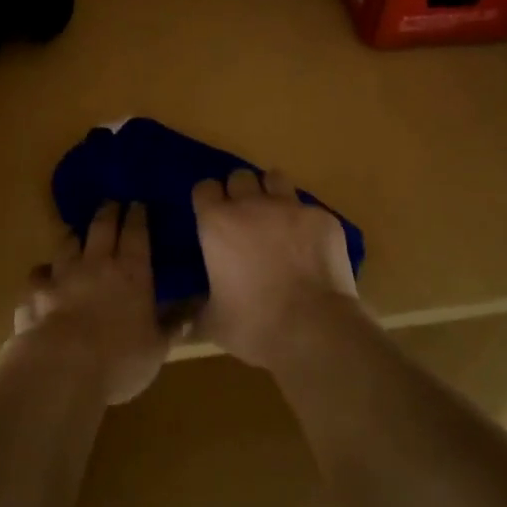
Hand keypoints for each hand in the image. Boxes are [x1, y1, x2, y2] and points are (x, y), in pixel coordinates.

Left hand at [13, 201, 166, 404]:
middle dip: (108, 211)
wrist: (62, 369)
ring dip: (74, 237)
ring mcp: (61, 276)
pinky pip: (38, 275)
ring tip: (77, 235)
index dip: (138, 215)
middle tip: (111, 202)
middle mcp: (96, 264)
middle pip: (101, 227)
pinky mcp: (34, 293)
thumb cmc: (120, 359)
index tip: (138, 203)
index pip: (137, 233)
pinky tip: (43, 278)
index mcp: (132, 272)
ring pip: (67, 244)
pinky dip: (43, 274)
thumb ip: (173, 324)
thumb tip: (195, 309)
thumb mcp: (157, 347)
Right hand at [190, 169, 361, 371]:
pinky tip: (310, 247)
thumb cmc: (254, 325)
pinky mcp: (323, 218)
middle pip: (240, 176)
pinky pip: (309, 209)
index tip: (212, 216)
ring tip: (277, 219)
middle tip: (245, 219)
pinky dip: (306, 223)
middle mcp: (252, 205)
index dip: (208, 200)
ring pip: (276, 179)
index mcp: (218, 223)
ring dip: (272, 193)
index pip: (204, 188)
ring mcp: (291, 207)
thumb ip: (197, 313)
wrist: (314, 329)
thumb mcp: (213, 323)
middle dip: (240, 192)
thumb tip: (183, 325)